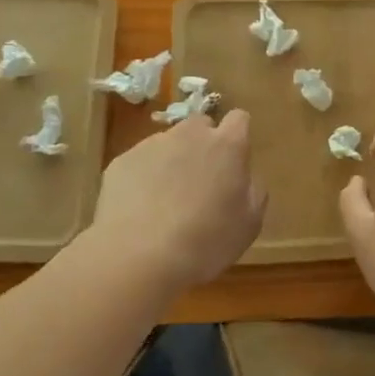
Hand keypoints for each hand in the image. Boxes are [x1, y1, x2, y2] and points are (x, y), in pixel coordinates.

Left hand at [90, 110, 265, 294]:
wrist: (138, 257)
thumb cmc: (205, 242)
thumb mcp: (249, 224)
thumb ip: (253, 190)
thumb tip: (245, 177)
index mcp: (227, 145)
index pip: (239, 119)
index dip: (237, 137)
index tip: (234, 162)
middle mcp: (190, 135)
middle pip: (201, 126)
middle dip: (203, 145)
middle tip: (200, 183)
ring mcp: (152, 145)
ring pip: (168, 143)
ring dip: (172, 162)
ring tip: (165, 202)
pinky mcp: (122, 161)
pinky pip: (140, 162)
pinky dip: (143, 178)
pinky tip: (140, 210)